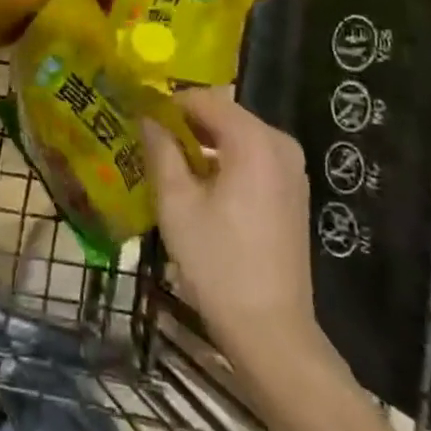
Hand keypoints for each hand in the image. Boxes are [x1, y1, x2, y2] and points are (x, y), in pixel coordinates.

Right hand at [143, 88, 318, 355]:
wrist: (271, 331)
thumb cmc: (218, 263)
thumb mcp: (177, 204)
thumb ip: (160, 150)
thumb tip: (147, 117)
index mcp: (254, 140)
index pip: (204, 100)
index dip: (168, 104)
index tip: (138, 117)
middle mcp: (280, 144)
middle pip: (223, 116)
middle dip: (185, 124)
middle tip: (147, 141)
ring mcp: (292, 169)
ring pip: (237, 138)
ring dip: (202, 144)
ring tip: (165, 162)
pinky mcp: (292, 192)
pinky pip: (252, 159)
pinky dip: (224, 162)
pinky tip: (197, 186)